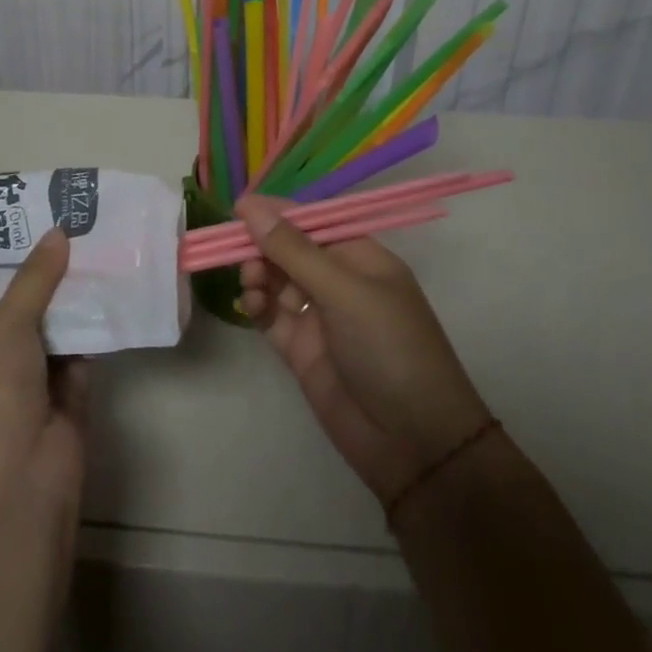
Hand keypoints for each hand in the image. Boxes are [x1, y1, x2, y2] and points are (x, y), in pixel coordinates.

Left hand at [0, 227, 88, 520]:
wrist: (22, 483)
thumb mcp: (6, 328)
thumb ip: (33, 280)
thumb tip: (58, 231)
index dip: (16, 268)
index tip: (40, 230)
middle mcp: (1, 370)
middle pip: (31, 314)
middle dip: (52, 279)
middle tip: (78, 231)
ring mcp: (38, 387)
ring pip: (61, 332)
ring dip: (78, 300)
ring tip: (101, 248)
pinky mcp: (73, 400)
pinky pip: (87, 352)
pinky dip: (100, 328)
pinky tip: (117, 291)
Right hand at [237, 194, 490, 506]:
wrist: (413, 445)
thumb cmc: (389, 348)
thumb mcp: (344, 292)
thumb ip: (293, 250)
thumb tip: (250, 206)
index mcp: (360, 257)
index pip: (312, 221)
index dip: (277, 212)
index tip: (239, 207)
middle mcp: (338, 281)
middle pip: (289, 249)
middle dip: (262, 246)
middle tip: (238, 251)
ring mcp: (319, 316)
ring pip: (276, 280)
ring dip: (258, 274)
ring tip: (251, 284)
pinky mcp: (301, 349)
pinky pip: (271, 315)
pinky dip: (257, 305)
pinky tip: (251, 305)